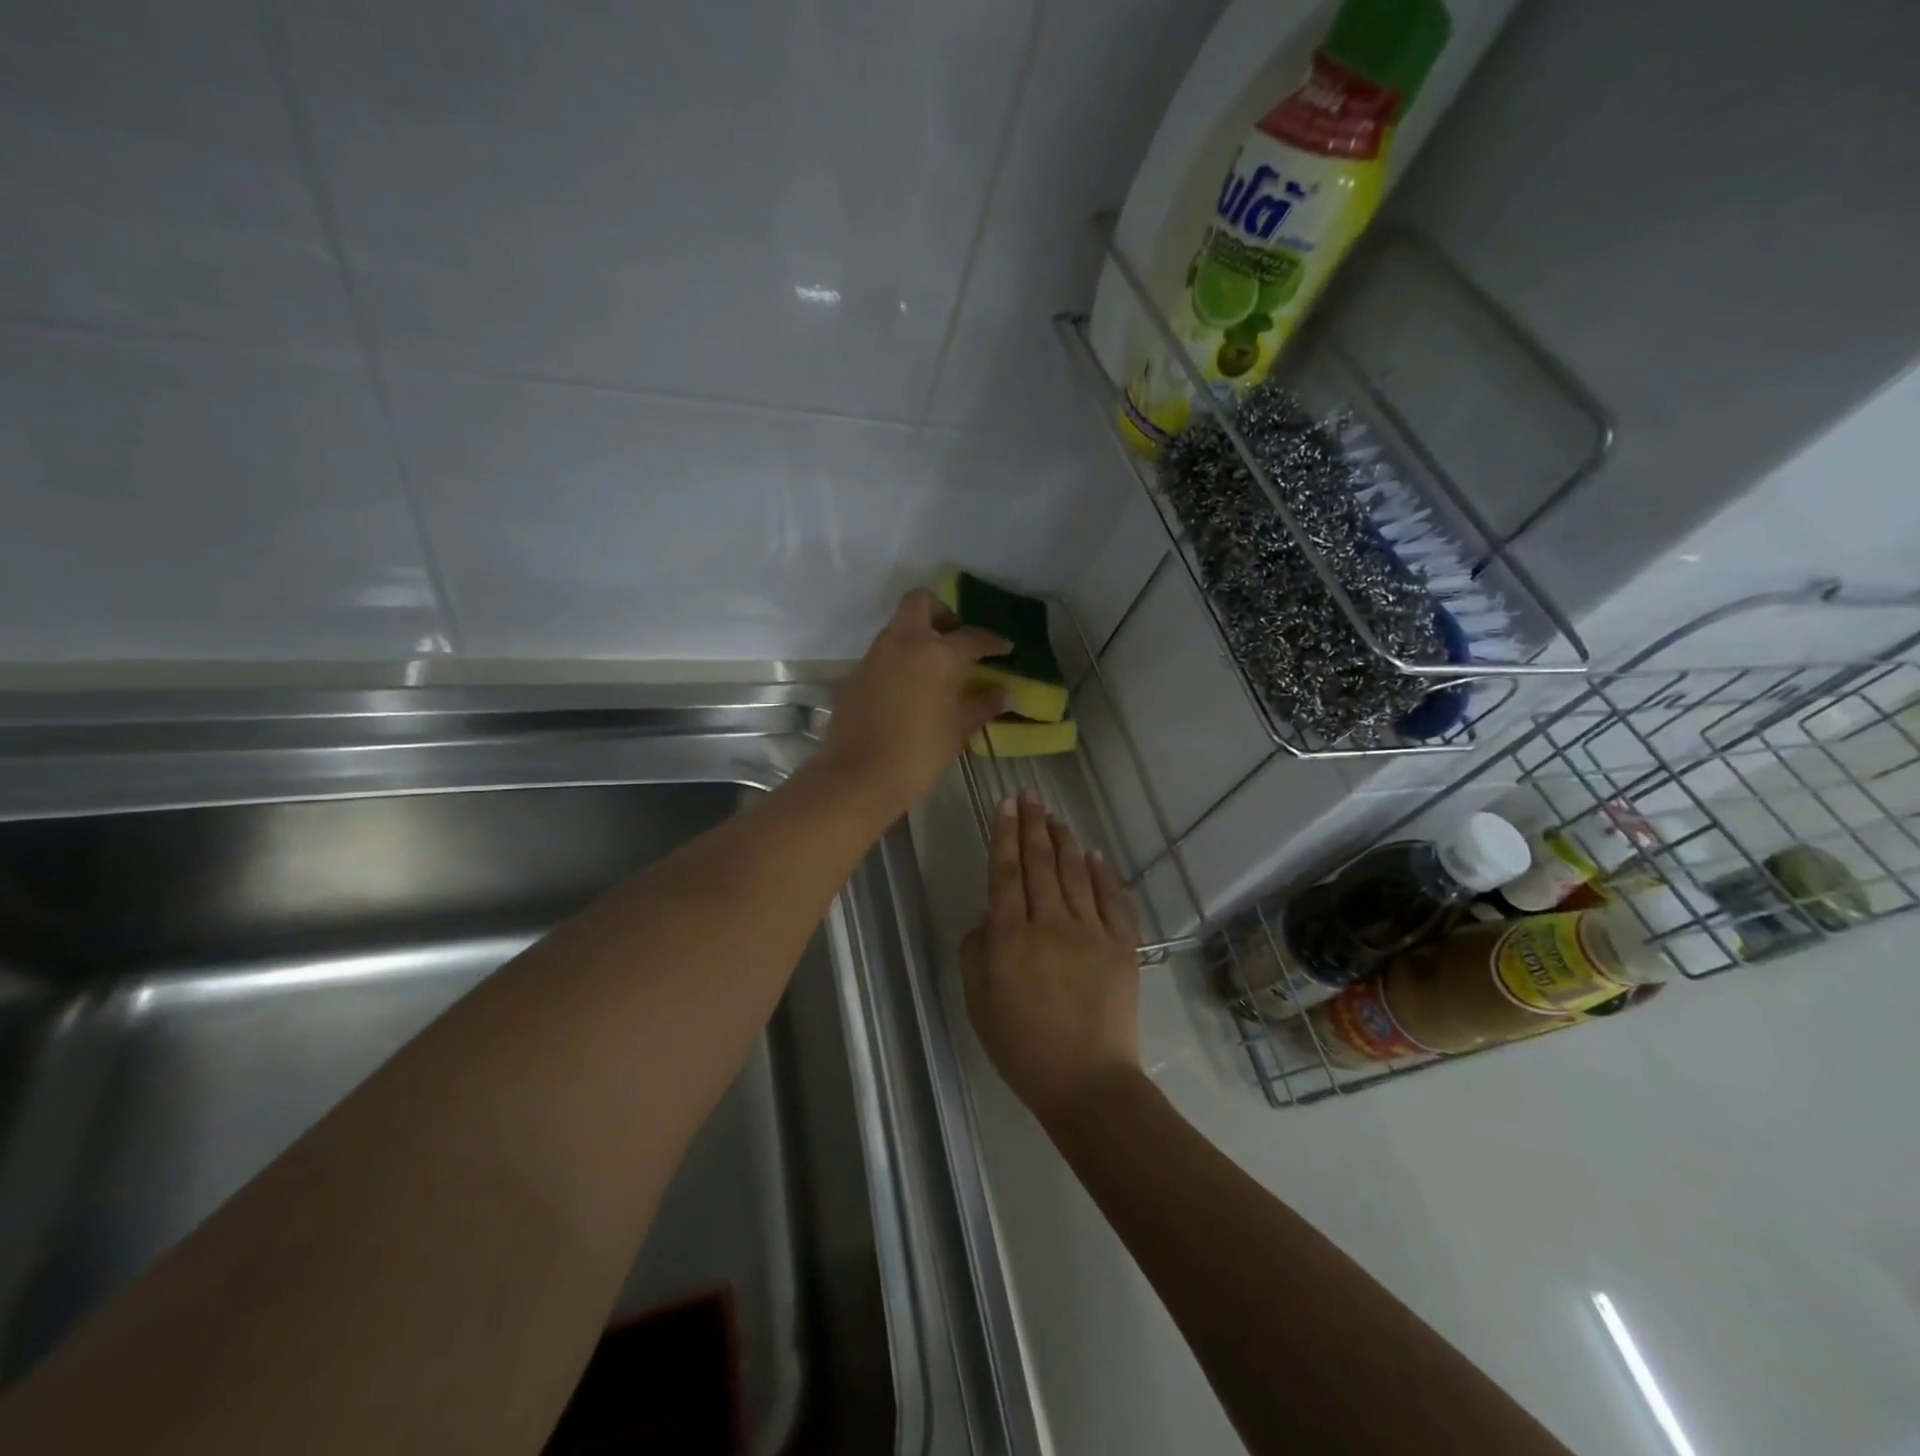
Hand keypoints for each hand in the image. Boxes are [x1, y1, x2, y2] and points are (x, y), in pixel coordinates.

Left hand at [815, 588, 1009, 817]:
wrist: (859, 777)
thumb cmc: (919, 753)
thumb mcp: (958, 729)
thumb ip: (983, 705)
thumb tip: (1006, 692)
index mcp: (936, 653)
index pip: (971, 637)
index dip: (992, 641)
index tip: (1004, 648)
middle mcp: (903, 643)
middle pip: (921, 603)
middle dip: (942, 613)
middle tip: (956, 639)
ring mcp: (875, 656)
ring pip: (898, 627)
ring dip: (918, 636)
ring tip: (936, 667)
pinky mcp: (856, 674)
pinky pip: (883, 653)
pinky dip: (900, 659)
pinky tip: (910, 689)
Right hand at [961, 795, 1141, 1120]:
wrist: (1087, 1081)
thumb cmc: (1022, 1046)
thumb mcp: (978, 1002)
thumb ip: (976, 951)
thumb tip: (989, 915)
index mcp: (1010, 937)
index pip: (1005, 872)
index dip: (1004, 834)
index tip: (1005, 805)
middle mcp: (1049, 923)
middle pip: (1039, 862)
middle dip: (1032, 824)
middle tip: (1029, 795)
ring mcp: (1090, 931)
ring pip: (1074, 872)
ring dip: (1063, 840)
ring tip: (1055, 816)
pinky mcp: (1121, 945)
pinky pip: (1111, 898)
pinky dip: (1101, 872)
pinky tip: (1092, 853)